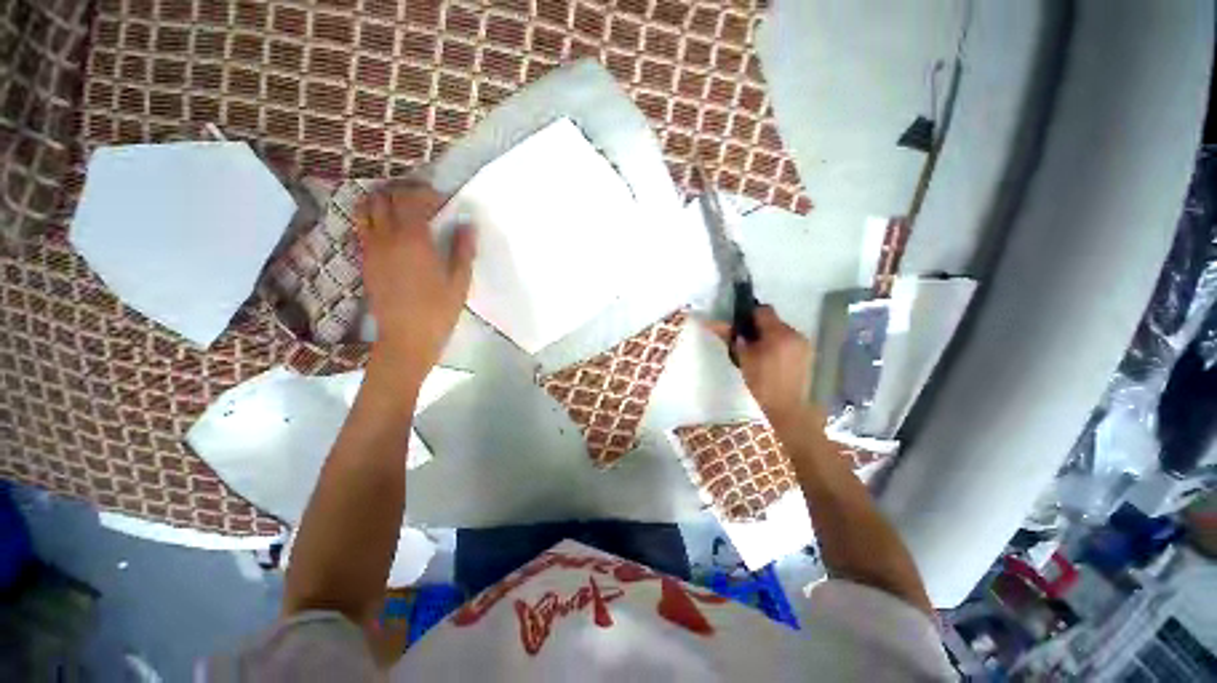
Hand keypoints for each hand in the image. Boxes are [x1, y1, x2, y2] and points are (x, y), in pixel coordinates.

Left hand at [355, 182, 474, 373]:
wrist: (406, 338)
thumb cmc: (438, 311)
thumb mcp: (460, 282)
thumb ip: (463, 250)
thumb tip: (468, 224)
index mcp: (413, 240)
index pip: (412, 199)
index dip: (426, 194)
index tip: (442, 202)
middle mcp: (386, 237)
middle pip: (386, 198)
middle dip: (405, 193)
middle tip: (424, 203)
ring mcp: (371, 248)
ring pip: (366, 208)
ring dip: (384, 201)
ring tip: (403, 211)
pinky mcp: (364, 260)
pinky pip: (363, 227)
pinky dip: (374, 218)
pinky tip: (392, 231)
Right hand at [706, 306, 813, 425]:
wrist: (790, 408)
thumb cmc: (763, 384)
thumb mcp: (744, 360)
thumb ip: (732, 338)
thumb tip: (715, 324)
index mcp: (778, 334)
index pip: (763, 310)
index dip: (750, 315)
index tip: (741, 327)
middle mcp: (794, 334)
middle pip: (773, 320)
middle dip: (759, 328)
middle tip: (747, 343)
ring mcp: (804, 344)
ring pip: (782, 331)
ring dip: (770, 337)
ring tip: (760, 354)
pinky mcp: (808, 354)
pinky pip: (790, 341)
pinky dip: (780, 346)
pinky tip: (773, 361)